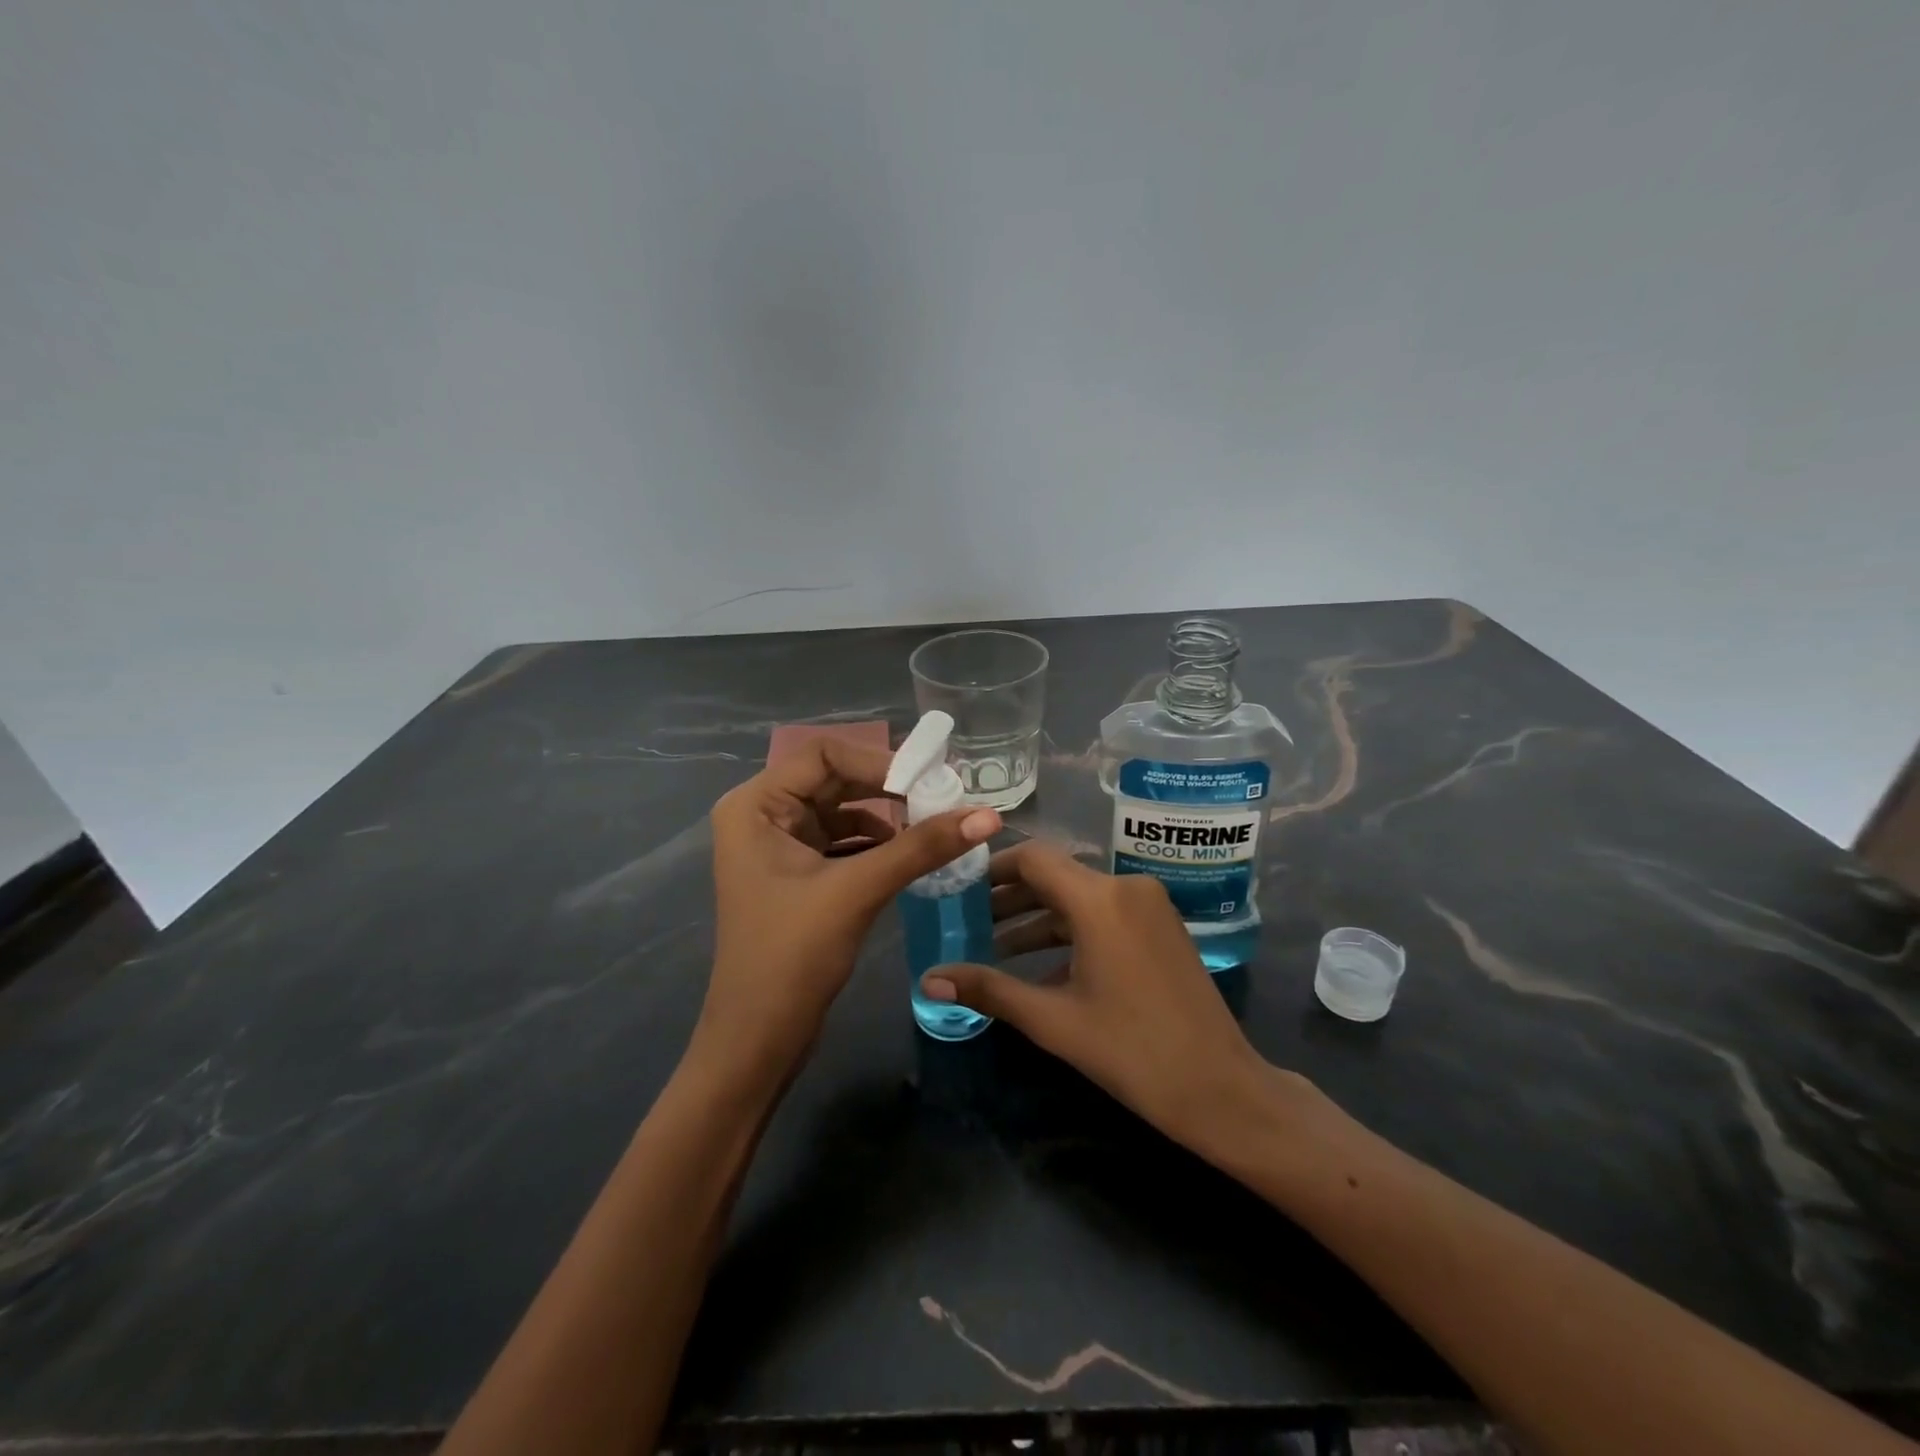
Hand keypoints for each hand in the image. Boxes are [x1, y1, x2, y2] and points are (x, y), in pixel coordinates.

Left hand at [699, 737, 999, 1077]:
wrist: (758, 1040)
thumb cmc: (792, 957)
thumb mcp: (858, 891)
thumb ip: (922, 847)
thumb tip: (989, 815)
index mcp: (756, 805)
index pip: (824, 754)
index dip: (879, 760)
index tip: (930, 781)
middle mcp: (763, 815)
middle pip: (835, 779)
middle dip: (889, 788)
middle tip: (943, 797)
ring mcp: (779, 846)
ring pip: (844, 811)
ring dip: (888, 817)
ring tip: (936, 825)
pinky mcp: (798, 874)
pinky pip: (845, 843)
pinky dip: (879, 845)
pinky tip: (912, 855)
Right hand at [921, 842, 1275, 1150]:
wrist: (1221, 1088)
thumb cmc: (1132, 1051)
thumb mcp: (1053, 1020)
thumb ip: (989, 990)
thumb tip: (928, 981)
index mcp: (1100, 899)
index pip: (1034, 859)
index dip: (992, 869)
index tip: (958, 889)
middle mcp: (1125, 887)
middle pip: (1055, 875)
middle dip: (1009, 897)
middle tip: (966, 920)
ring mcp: (1148, 906)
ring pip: (1078, 897)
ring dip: (1037, 918)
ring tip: (993, 946)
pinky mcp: (1160, 927)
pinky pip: (1103, 914)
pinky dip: (1069, 931)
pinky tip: (1039, 966)